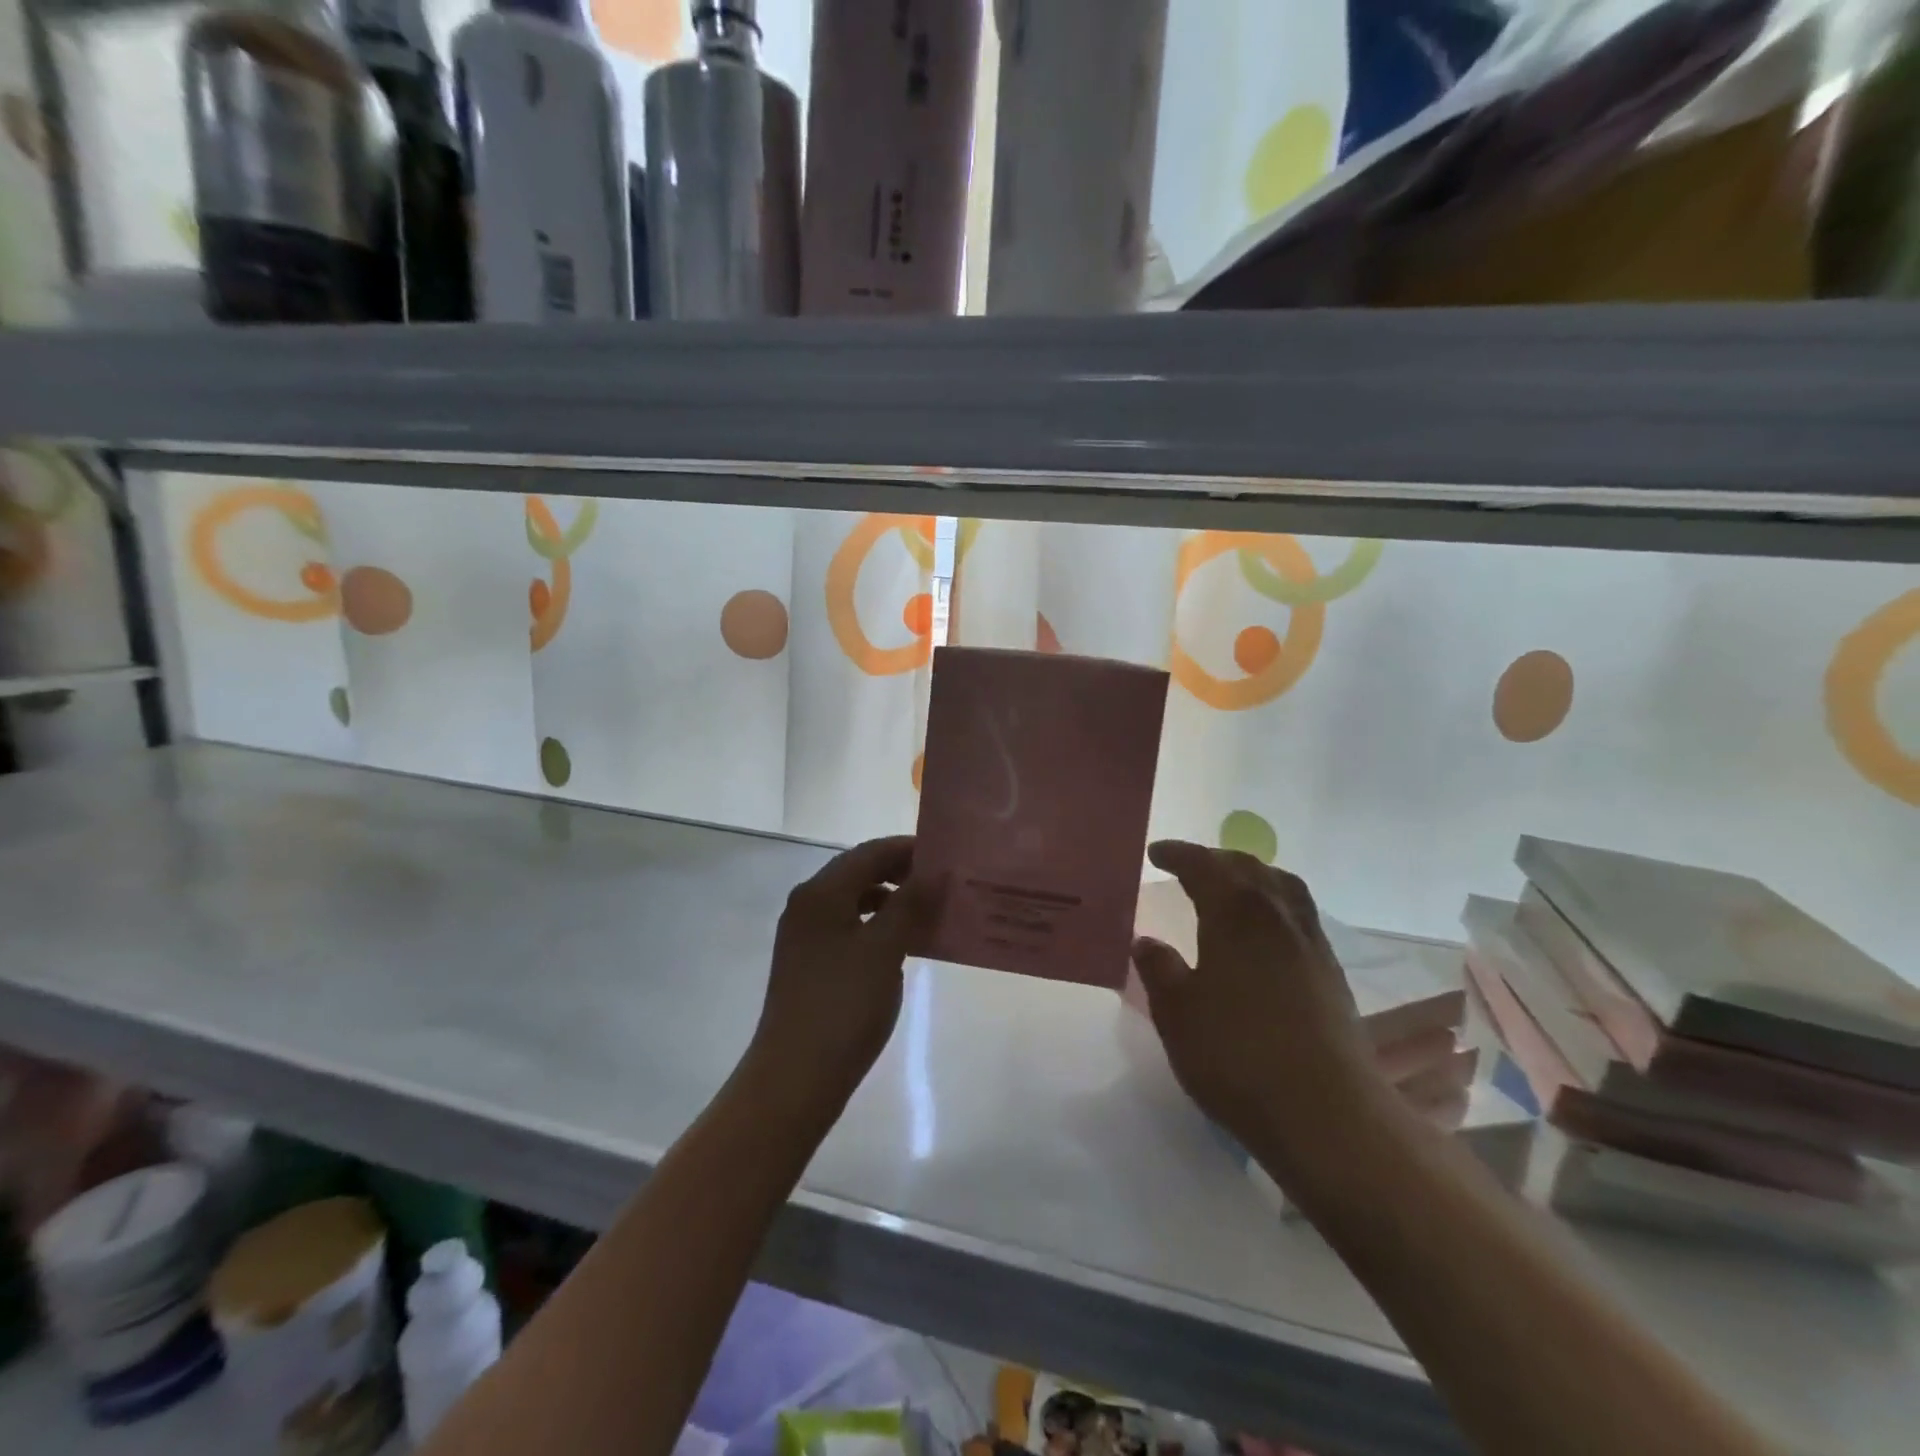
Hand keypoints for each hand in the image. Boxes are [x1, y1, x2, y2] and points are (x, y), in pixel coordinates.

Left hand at [750, 836, 944, 1110]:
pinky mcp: (809, 961)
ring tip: (928, 910)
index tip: (945, 855)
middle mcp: (807, 904)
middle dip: (900, 872)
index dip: (907, 849)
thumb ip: (910, 904)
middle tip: (942, 881)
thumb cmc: (844, 1005)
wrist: (795, 1077)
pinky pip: (848, 926)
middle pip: (858, 872)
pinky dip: (876, 924)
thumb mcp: (885, 950)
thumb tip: (935, 872)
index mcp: (821, 893)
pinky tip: (902, 943)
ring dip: (890, 899)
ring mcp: (804, 934)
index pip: (869, 852)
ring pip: (853, 900)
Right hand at [1130, 842, 1377, 1159]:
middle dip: (1214, 859)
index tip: (1155, 853)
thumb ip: (1159, 969)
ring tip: (1230, 888)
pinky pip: (1298, 914)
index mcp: (1235, 913)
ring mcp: (1310, 942)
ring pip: (1281, 886)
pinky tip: (1262, 932)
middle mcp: (1277, 915)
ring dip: (1251, 876)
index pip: (1203, 866)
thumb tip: (1146, 941)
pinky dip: (1273, 904)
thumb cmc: (1237, 1056)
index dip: (1177, 855)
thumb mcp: (1177, 1013)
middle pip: (1247, 867)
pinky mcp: (1331, 972)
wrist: (1326, 1112)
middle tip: (1187, 866)